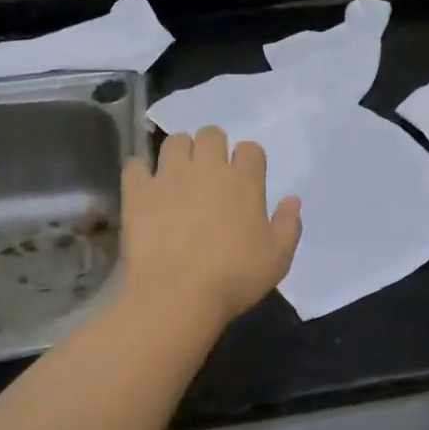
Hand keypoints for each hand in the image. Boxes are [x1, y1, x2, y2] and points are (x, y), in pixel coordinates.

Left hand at [120, 126, 302, 331]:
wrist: (177, 295)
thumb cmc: (234, 278)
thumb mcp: (277, 259)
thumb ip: (288, 225)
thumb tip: (293, 200)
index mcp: (244, 180)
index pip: (250, 149)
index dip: (249, 161)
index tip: (246, 179)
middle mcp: (207, 168)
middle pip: (211, 134)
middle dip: (213, 147)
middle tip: (211, 173)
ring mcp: (169, 176)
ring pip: (174, 141)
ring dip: (180, 153)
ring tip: (180, 175)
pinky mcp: (138, 192)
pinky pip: (135, 166)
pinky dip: (141, 172)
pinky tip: (146, 188)